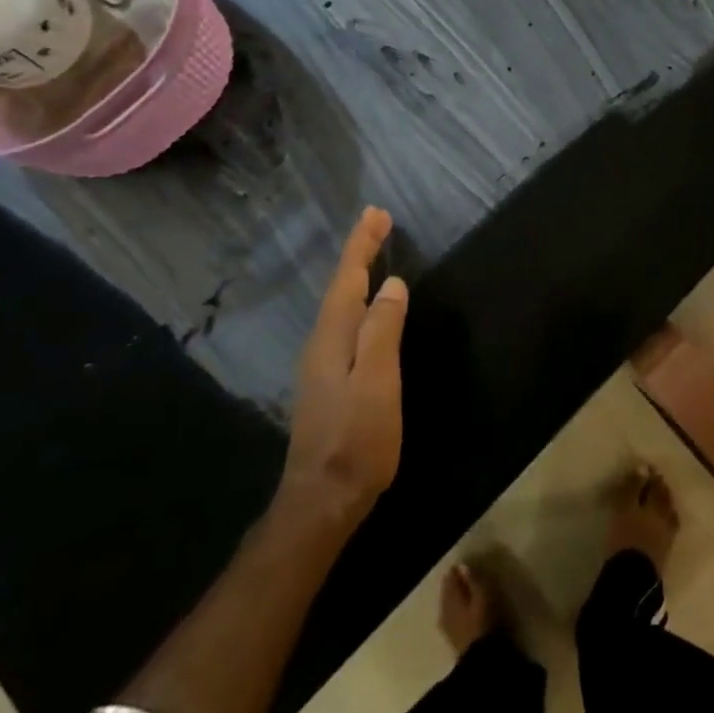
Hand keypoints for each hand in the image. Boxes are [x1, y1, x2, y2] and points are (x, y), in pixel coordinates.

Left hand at [276, 207, 408, 532]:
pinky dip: (356, 299)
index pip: (348, 279)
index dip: (362, 245)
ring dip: (356, 273)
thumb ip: (383, 331)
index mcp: (333, 337)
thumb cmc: (356, 438)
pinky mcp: (329, 380)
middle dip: (358, 252)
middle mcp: (322, 343)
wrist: (322, 498)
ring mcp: (321, 363)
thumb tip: (392, 284)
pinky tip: (366, 306)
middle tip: (377, 221)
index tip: (377, 213)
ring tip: (371, 252)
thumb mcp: (377, 382)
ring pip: (339, 304)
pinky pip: (343, 322)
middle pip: (340, 286)